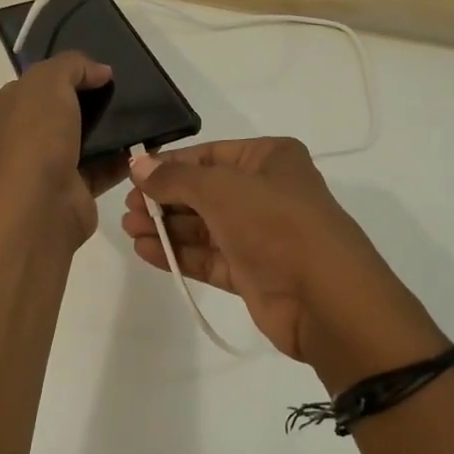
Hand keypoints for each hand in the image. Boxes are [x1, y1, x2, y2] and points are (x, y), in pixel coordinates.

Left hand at [0, 51, 126, 243]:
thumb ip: (74, 66)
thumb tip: (101, 71)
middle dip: (93, 100)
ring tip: (142, 114)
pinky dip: (124, 157)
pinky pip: (105, 167)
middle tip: (126, 91)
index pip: (37, 82)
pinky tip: (146, 144)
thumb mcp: (49, 81)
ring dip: (112, 129)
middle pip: (64, 109)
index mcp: (8, 106)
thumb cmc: (36, 136)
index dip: (68, 72)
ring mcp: (50, 164)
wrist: (41, 204)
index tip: (101, 71)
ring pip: (86, 138)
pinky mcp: (76, 188)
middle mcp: (25, 135)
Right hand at [122, 138, 447, 384]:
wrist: (325, 298)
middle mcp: (266, 192)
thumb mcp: (221, 189)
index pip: (209, 155)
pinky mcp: (252, 272)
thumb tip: (138, 163)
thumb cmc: (275, 224)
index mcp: (270, 159)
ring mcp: (260, 234)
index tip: (133, 176)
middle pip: (204, 191)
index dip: (170, 164)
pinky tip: (146, 251)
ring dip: (167, 227)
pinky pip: (209, 257)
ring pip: (204, 226)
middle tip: (127, 209)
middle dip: (164, 199)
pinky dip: (179, 253)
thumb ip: (175, 178)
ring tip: (129, 229)